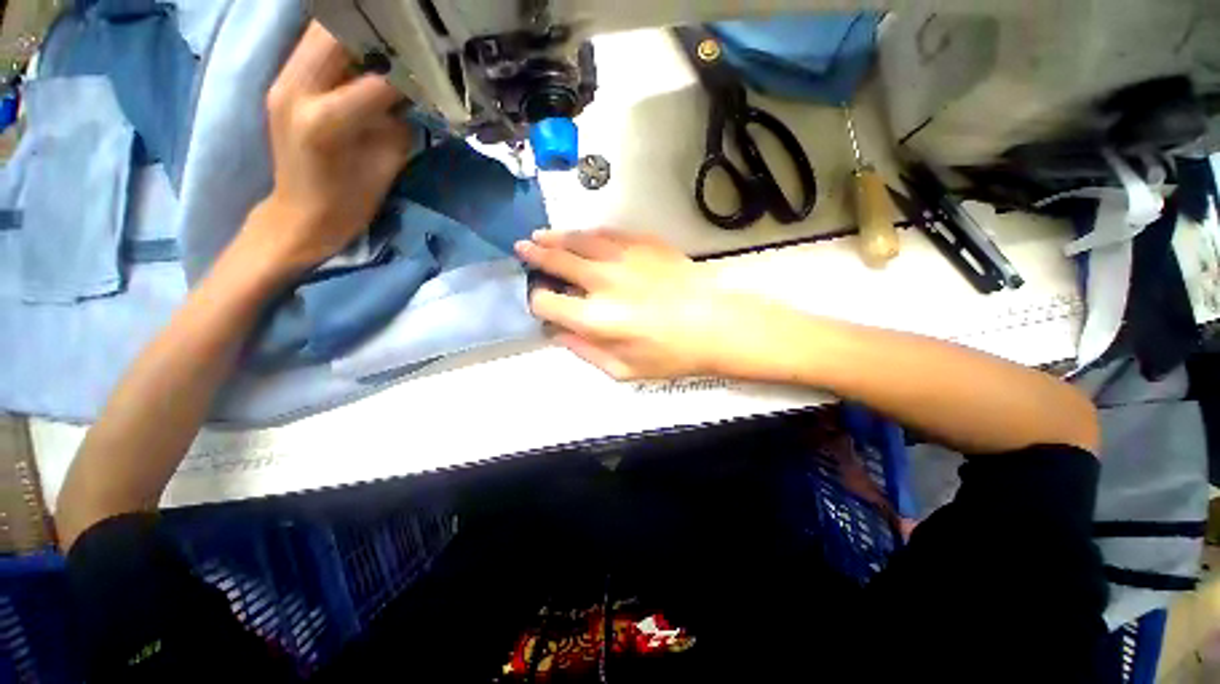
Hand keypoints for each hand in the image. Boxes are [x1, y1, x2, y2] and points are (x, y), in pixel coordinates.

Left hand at [246, 23, 413, 271]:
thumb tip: (412, 90)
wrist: (302, 215)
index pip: (379, 78)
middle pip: (337, 31)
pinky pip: (313, 46)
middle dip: (379, 29)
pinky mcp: (280, 83)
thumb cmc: (351, 201)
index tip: (434, 66)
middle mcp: (296, 90)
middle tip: (409, 39)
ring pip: (320, 30)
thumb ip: (397, 121)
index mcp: (326, 120)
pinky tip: (366, 55)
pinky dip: (342, 43)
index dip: (411, 70)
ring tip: (389, 43)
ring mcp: (282, 82)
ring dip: (359, 31)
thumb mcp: (387, 163)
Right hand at [515, 229, 755, 379]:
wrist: (716, 325)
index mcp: (595, 318)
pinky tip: (583, 236)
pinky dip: (589, 235)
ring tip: (541, 237)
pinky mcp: (644, 244)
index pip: (547, 302)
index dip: (538, 302)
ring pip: (578, 240)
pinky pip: (608, 233)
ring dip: (556, 238)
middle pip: (557, 261)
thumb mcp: (623, 369)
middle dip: (535, 256)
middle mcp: (602, 281)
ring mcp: (624, 257)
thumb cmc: (671, 355)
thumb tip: (557, 333)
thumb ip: (584, 351)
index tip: (540, 302)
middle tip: (523, 249)